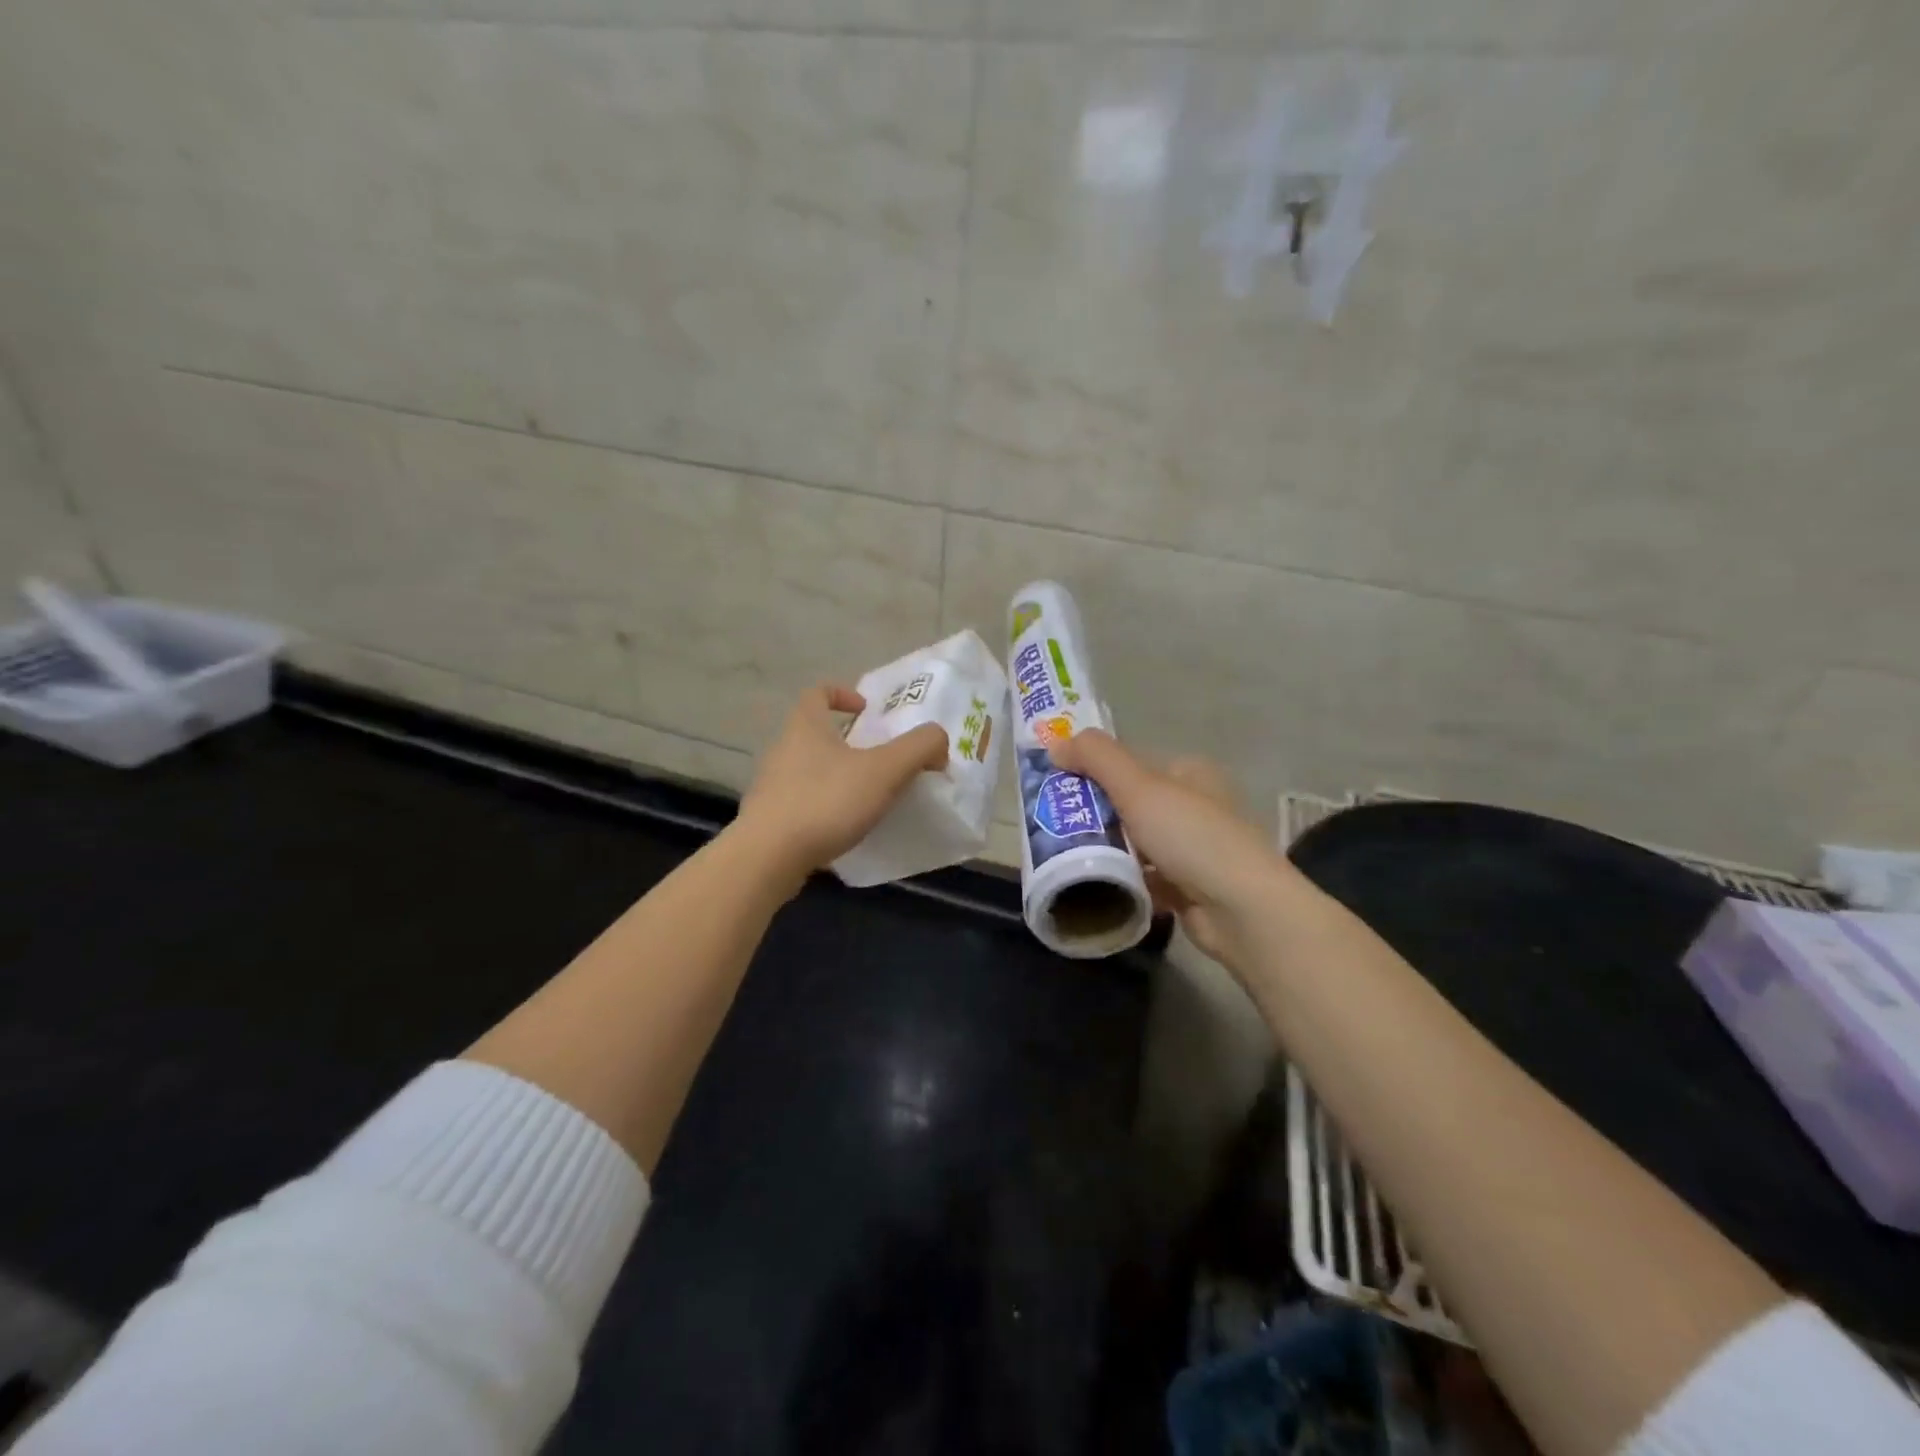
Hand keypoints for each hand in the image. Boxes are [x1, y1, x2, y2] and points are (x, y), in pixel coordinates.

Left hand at [734, 683, 948, 881]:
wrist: (768, 857)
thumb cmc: (827, 801)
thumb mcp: (885, 770)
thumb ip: (919, 747)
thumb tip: (938, 741)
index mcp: (805, 726)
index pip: (817, 693)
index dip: (842, 694)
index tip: (866, 710)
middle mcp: (783, 749)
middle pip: (814, 733)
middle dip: (846, 741)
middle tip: (879, 759)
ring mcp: (771, 785)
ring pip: (808, 769)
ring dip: (836, 776)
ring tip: (866, 796)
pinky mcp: (768, 818)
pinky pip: (801, 802)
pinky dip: (823, 806)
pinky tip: (843, 827)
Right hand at [1048, 730, 1287, 966]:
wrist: (1241, 910)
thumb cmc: (1190, 837)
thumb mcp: (1138, 786)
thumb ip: (1096, 758)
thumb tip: (1056, 744)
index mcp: (1189, 773)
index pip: (1131, 765)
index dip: (1094, 773)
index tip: (1058, 790)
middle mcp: (1195, 806)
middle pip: (1131, 805)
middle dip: (1097, 816)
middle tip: (1056, 827)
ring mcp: (1194, 849)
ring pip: (1136, 843)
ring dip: (1109, 851)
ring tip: (1068, 858)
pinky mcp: (1189, 888)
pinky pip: (1145, 878)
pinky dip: (1125, 880)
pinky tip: (1098, 886)